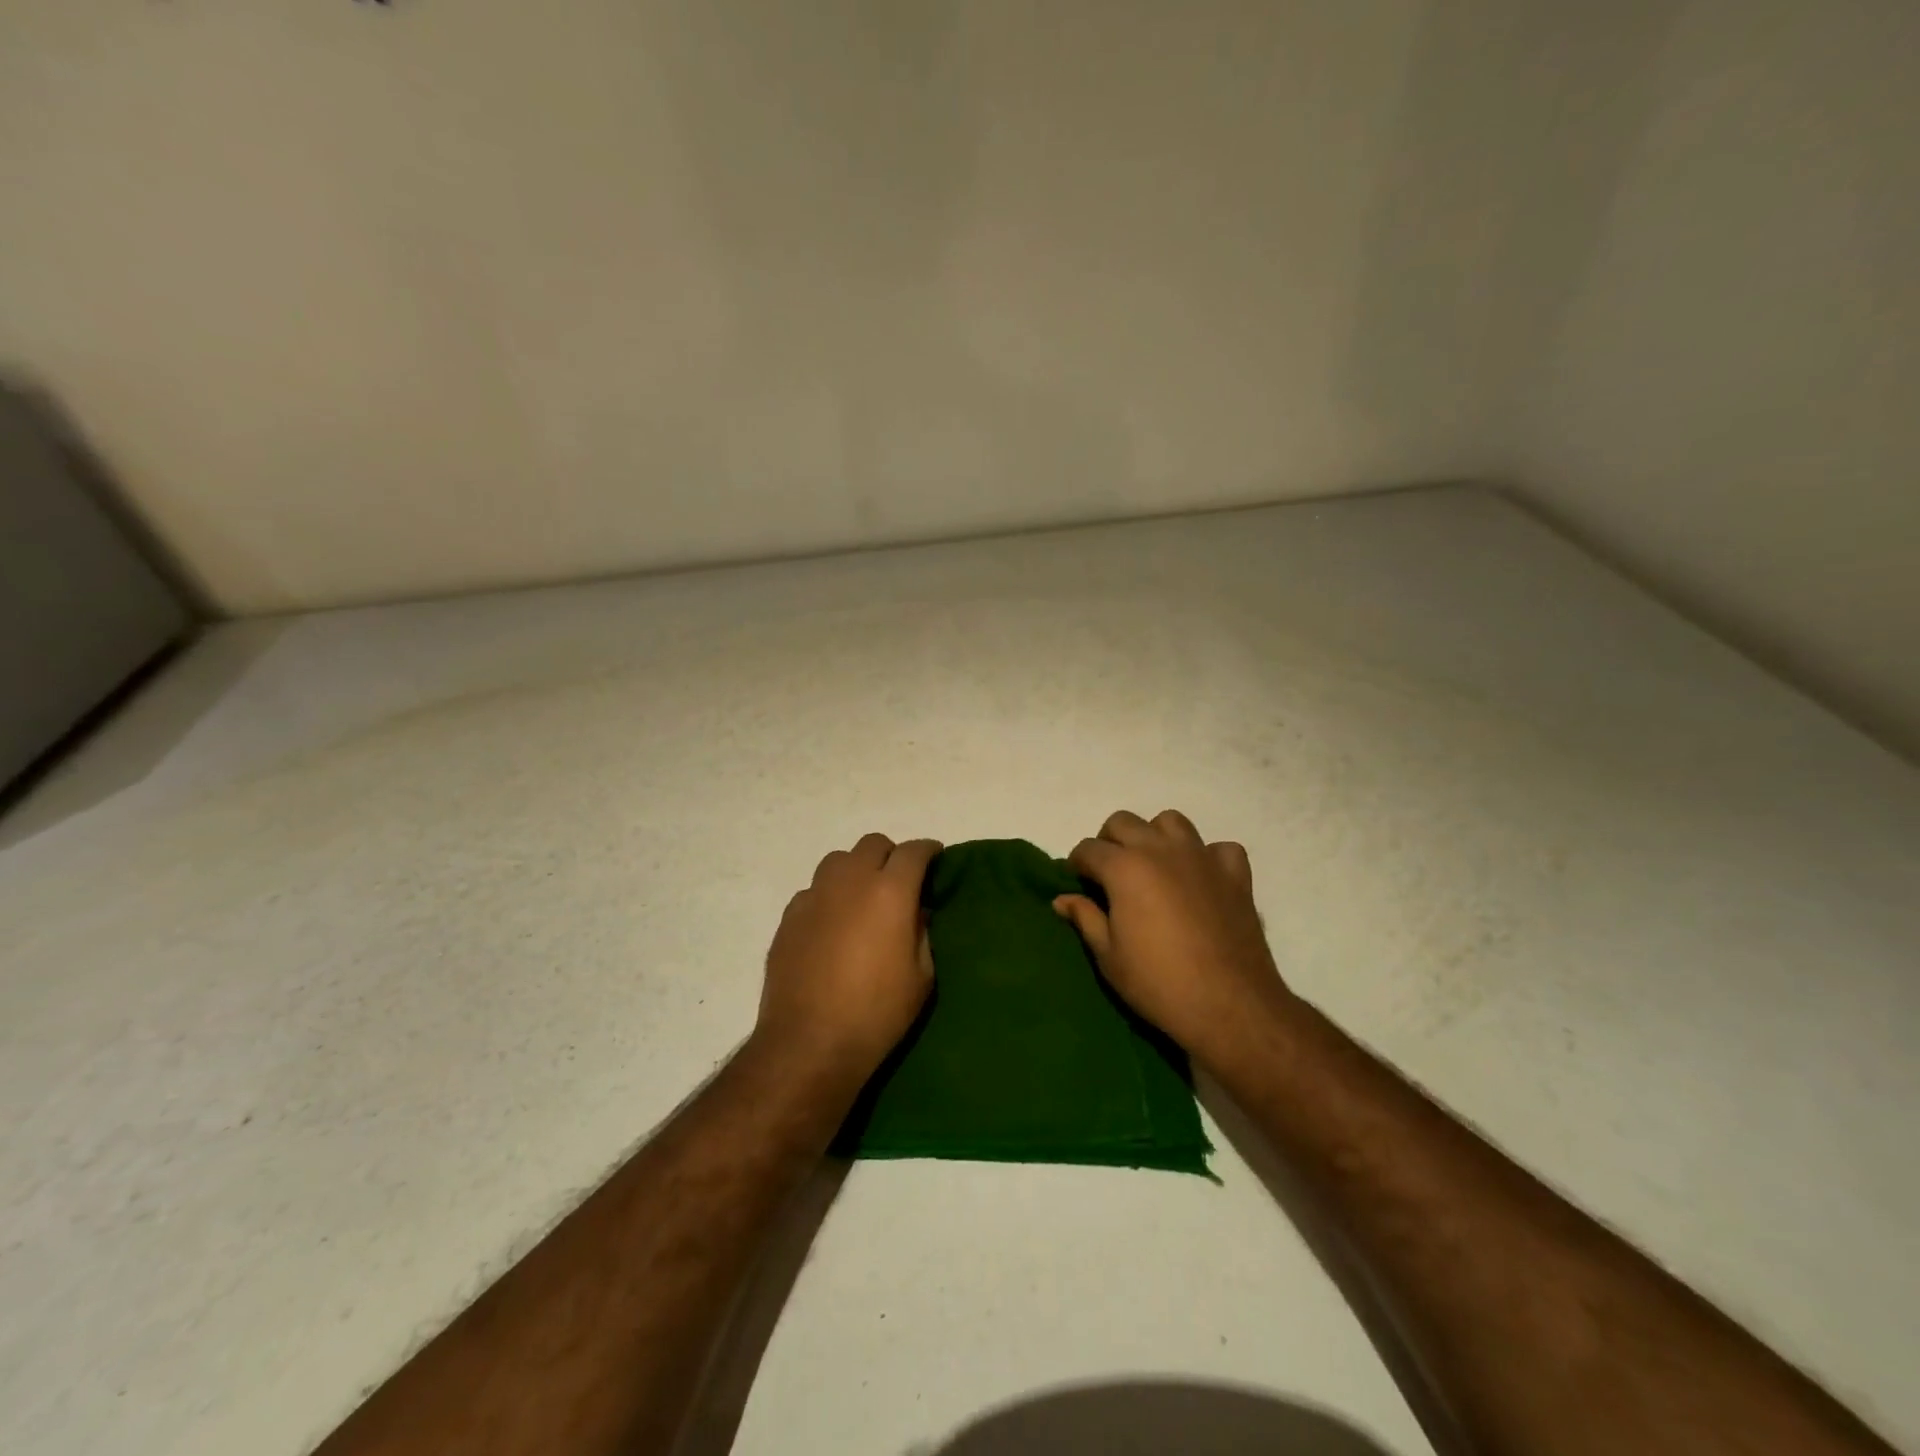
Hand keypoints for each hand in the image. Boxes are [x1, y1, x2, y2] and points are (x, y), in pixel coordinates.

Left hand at [754, 833, 941, 1091]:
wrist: (809, 1043)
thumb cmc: (877, 1013)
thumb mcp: (921, 977)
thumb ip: (922, 933)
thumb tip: (917, 912)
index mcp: (890, 892)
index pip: (913, 851)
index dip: (928, 850)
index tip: (936, 858)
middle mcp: (850, 882)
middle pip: (873, 844)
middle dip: (891, 855)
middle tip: (900, 882)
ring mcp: (815, 896)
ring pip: (838, 860)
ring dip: (856, 870)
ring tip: (862, 899)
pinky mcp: (789, 916)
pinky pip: (814, 891)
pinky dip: (829, 897)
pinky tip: (832, 926)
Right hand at [1053, 810, 1291, 1067]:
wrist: (1229, 1006)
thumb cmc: (1158, 983)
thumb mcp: (1108, 957)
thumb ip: (1085, 919)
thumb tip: (1063, 899)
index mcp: (1125, 868)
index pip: (1088, 849)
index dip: (1077, 865)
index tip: (1078, 884)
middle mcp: (1160, 850)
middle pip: (1124, 822)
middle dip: (1109, 842)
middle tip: (1110, 875)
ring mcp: (1201, 857)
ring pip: (1171, 822)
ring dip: (1155, 837)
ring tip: (1153, 867)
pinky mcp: (1235, 874)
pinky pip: (1218, 848)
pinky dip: (1207, 857)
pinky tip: (1201, 880)